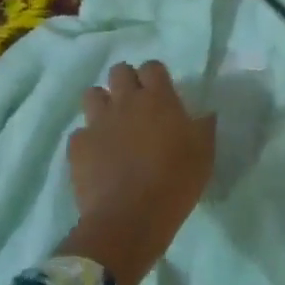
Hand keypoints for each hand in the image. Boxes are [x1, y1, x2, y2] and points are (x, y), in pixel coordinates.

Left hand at [61, 61, 215, 284]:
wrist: (131, 217)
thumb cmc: (176, 181)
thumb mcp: (205, 153)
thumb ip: (203, 127)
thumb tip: (206, 114)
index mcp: (158, 99)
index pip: (152, 67)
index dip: (155, 77)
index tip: (161, 93)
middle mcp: (125, 102)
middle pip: (119, 71)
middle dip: (126, 82)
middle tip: (136, 105)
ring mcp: (98, 122)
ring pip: (92, 94)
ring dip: (103, 104)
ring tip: (112, 124)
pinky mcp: (78, 146)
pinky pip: (80, 132)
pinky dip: (88, 140)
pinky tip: (98, 156)